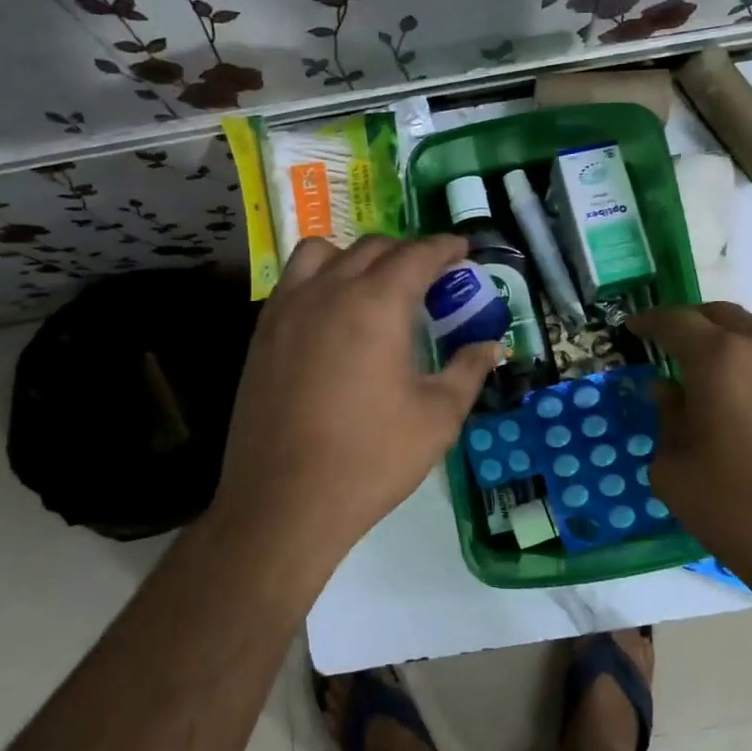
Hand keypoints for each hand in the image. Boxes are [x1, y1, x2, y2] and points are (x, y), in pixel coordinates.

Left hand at [207, 235, 498, 571]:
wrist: (284, 502)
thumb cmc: (371, 458)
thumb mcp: (438, 418)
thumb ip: (468, 371)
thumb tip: (490, 346)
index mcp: (376, 304)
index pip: (417, 255)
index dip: (445, 248)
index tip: (462, 251)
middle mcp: (328, 291)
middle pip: (372, 248)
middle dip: (407, 253)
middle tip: (429, 279)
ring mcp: (287, 309)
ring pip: (322, 253)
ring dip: (356, 256)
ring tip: (372, 287)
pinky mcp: (261, 334)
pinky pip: (293, 282)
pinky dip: (320, 279)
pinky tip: (332, 317)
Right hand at [628, 303, 751, 604]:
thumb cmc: (741, 518)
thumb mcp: (675, 474)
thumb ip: (667, 418)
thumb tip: (669, 388)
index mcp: (718, 361)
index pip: (675, 322)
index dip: (650, 321)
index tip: (638, 328)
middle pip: (723, 315)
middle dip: (696, 329)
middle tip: (684, 353)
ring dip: (747, 340)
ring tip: (743, 373)